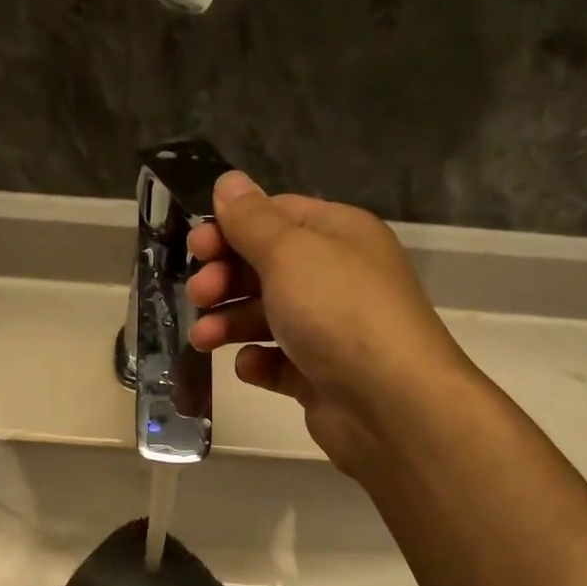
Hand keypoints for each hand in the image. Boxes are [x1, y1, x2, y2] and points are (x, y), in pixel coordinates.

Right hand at [186, 171, 472, 475]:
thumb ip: (252, 220)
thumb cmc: (338, 312)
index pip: (276, 216)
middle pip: (266, 267)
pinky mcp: (320, 376)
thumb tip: (228, 182)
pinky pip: (279, 362)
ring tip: (203, 339)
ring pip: (266, 317)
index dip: (231, 228)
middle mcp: (336, 278)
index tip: (196, 246)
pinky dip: (259, 363)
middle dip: (225, 278)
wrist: (390, 404)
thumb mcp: (290, 252)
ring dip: (229, 323)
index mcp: (338, 235)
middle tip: (199, 295)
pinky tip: (250, 366)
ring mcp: (329, 330)